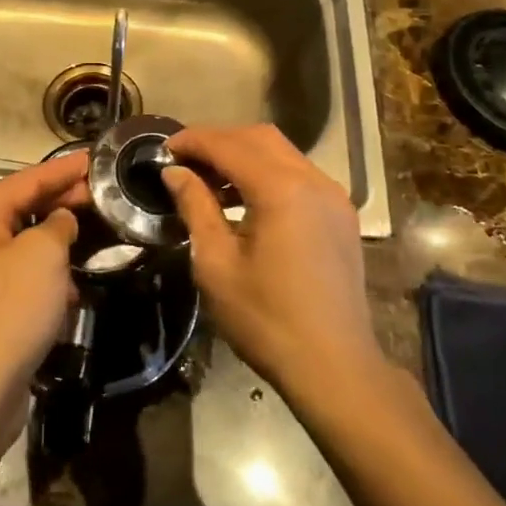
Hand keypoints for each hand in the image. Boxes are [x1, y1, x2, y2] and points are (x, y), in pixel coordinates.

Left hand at [0, 151, 89, 449]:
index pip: (28, 179)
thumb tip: (61, 221)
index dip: (65, 169)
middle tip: (104, 195)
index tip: (98, 159)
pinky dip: (49, 276)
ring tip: (97, 235)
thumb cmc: (9, 312)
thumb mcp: (43, 256)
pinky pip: (24, 278)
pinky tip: (75, 288)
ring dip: (59, 241)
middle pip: (24, 208)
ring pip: (26, 245)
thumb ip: (58, 225)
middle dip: (63, 201)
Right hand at [162, 125, 381, 399]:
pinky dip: (268, 173)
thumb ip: (196, 207)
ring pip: (282, 153)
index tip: (165, 147)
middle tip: (185, 159)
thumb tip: (175, 172)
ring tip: (208, 178)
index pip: (229, 146)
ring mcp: (333, 196)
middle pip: (260, 138)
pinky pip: (299, 174)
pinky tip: (245, 199)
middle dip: (219, 141)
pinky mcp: (340, 214)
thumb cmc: (266, 319)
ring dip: (244, 155)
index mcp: (281, 190)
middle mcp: (313, 180)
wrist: (334, 366)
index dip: (194, 140)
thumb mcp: (217, 264)